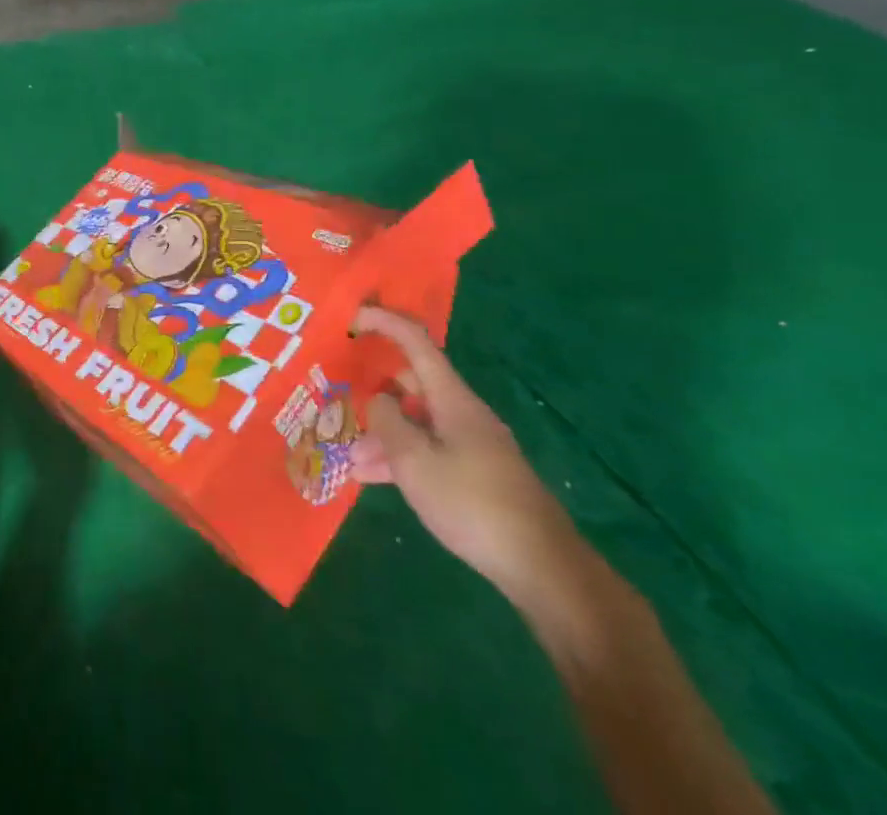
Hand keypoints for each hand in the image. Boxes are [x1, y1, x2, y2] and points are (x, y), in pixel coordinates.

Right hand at [350, 305, 583, 605]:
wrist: (543, 568)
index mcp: (452, 399)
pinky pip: (430, 450)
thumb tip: (377, 399)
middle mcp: (464, 413)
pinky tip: (375, 480)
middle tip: (344, 405)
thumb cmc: (472, 504)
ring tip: (351, 459)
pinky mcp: (479, 474)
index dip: (384, 322)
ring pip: (419, 423)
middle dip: (377, 393)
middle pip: (414, 384)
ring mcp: (474, 444)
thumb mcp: (414, 461)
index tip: (352, 317)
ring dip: (385, 435)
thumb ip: (387, 422)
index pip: (415, 342)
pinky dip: (402, 457)